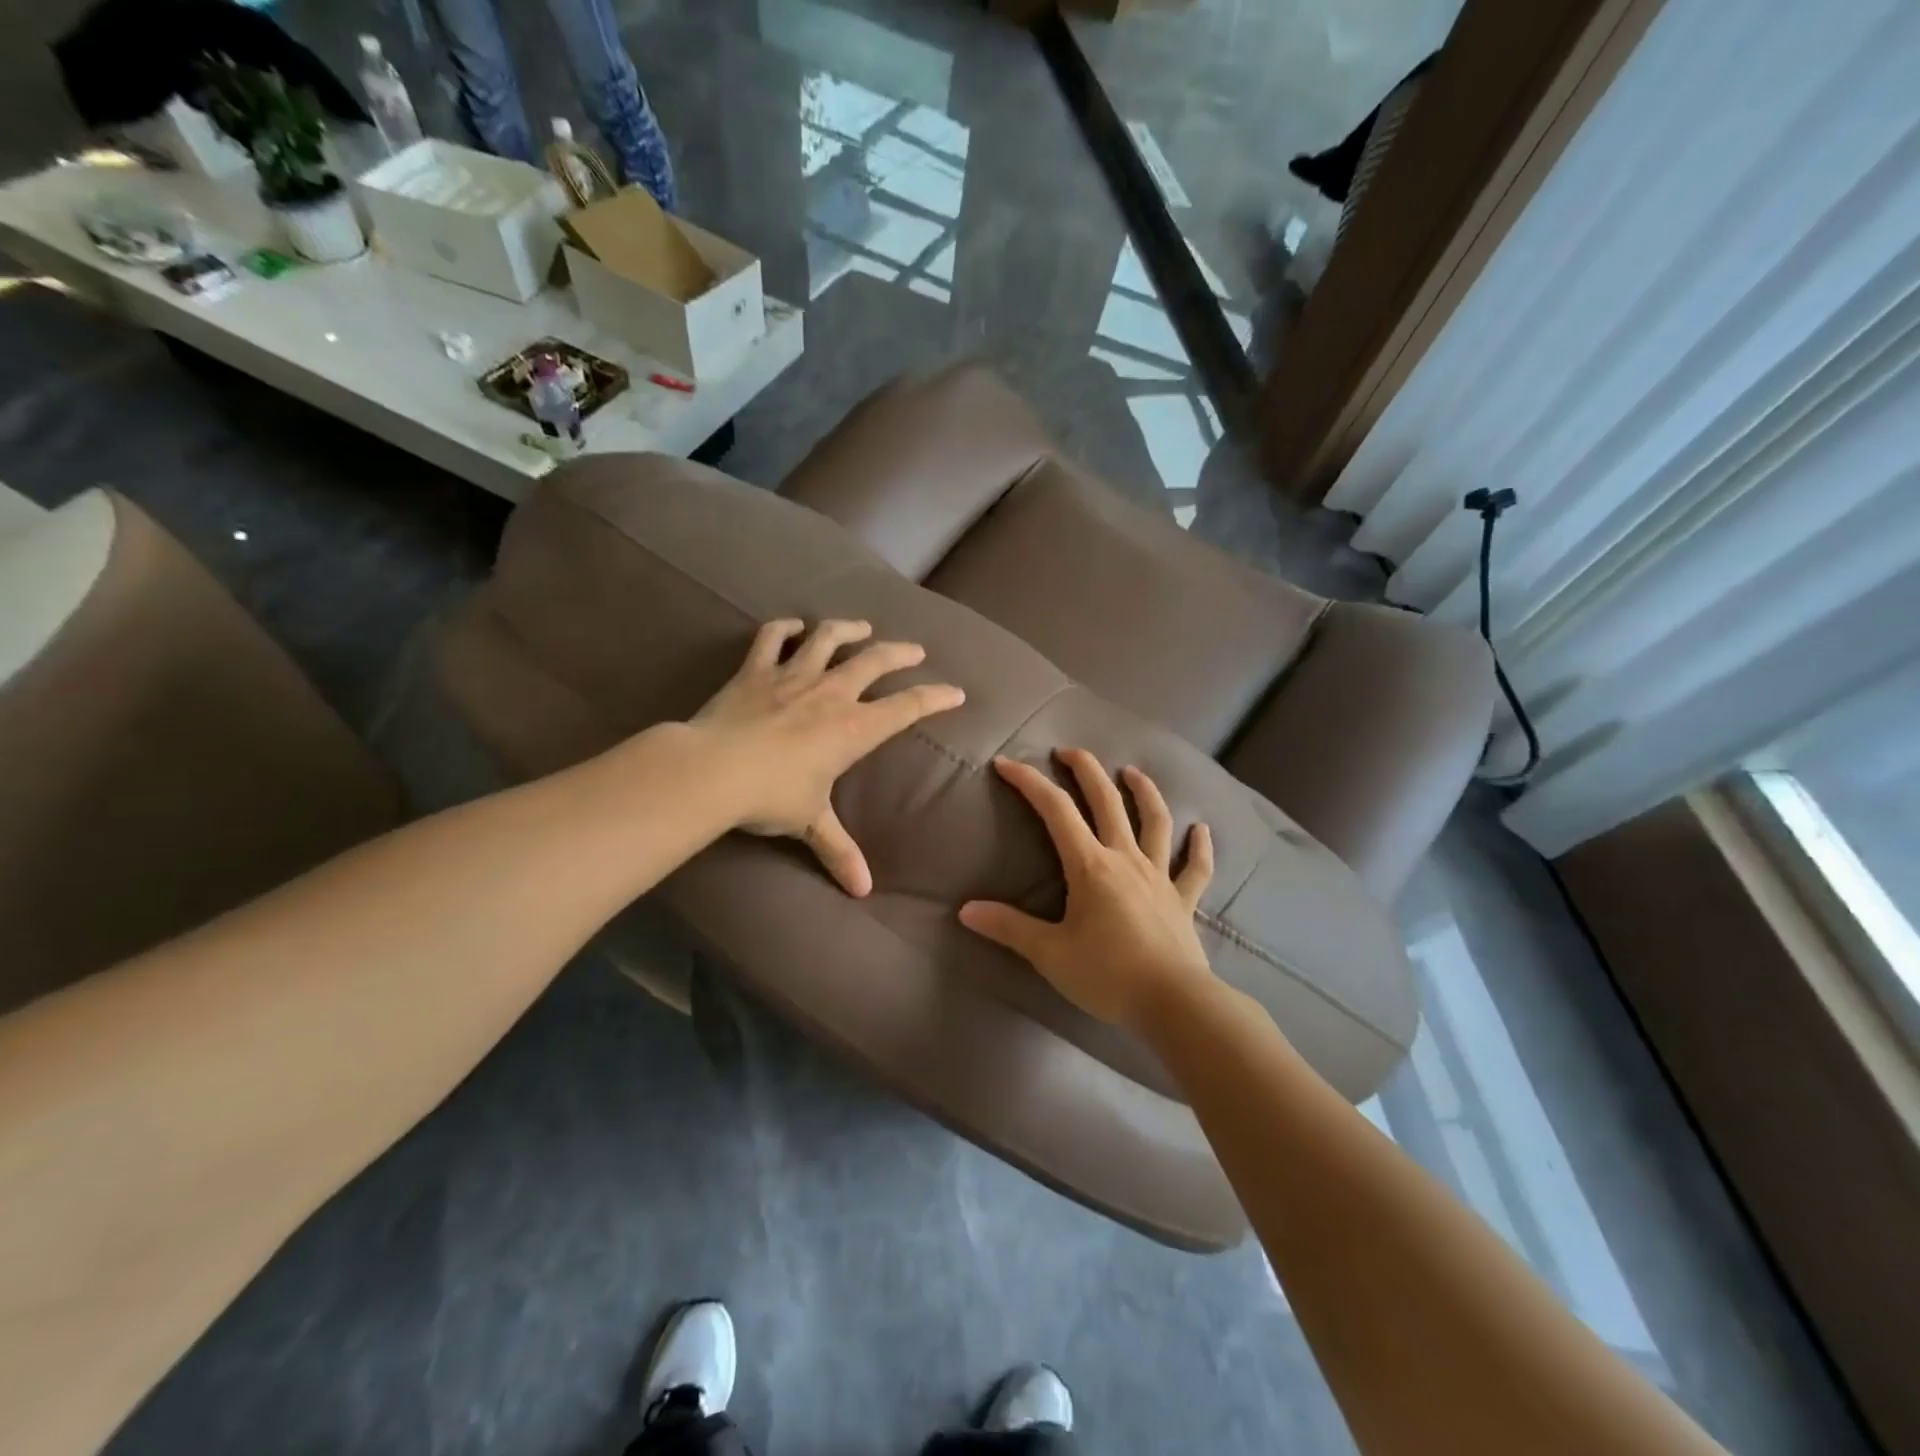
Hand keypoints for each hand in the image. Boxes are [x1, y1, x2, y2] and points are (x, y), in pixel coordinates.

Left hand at [691, 618, 964, 896]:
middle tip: (915, 650)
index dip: (935, 698)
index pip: (907, 707)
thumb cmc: (771, 796)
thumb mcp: (810, 823)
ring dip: (848, 628)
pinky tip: (794, 625)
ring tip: (862, 625)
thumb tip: (863, 891)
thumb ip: (839, 851)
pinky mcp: (755, 670)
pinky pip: (772, 638)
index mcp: (853, 728)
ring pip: (828, 638)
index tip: (956, 692)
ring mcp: (792, 676)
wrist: (712, 770)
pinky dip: (785, 628)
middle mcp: (831, 693)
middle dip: (901, 653)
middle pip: (875, 660)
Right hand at [959, 748, 1214, 1029]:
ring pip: (1155, 821)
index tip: (1006, 764)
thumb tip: (965, 910)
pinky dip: (1199, 847)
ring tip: (1131, 772)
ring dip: (1144, 792)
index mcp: (1090, 866)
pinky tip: (1201, 830)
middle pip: (1107, 801)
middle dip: (1086, 770)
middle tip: (1069, 751)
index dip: (1029, 783)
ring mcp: (1159, 876)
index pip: (1055, 811)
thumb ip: (1009, 928)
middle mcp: (1126, 858)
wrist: (1174, 1003)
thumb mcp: (1049, 953)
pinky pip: (1195, 868)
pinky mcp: (1184, 899)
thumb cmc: (1107, 975)